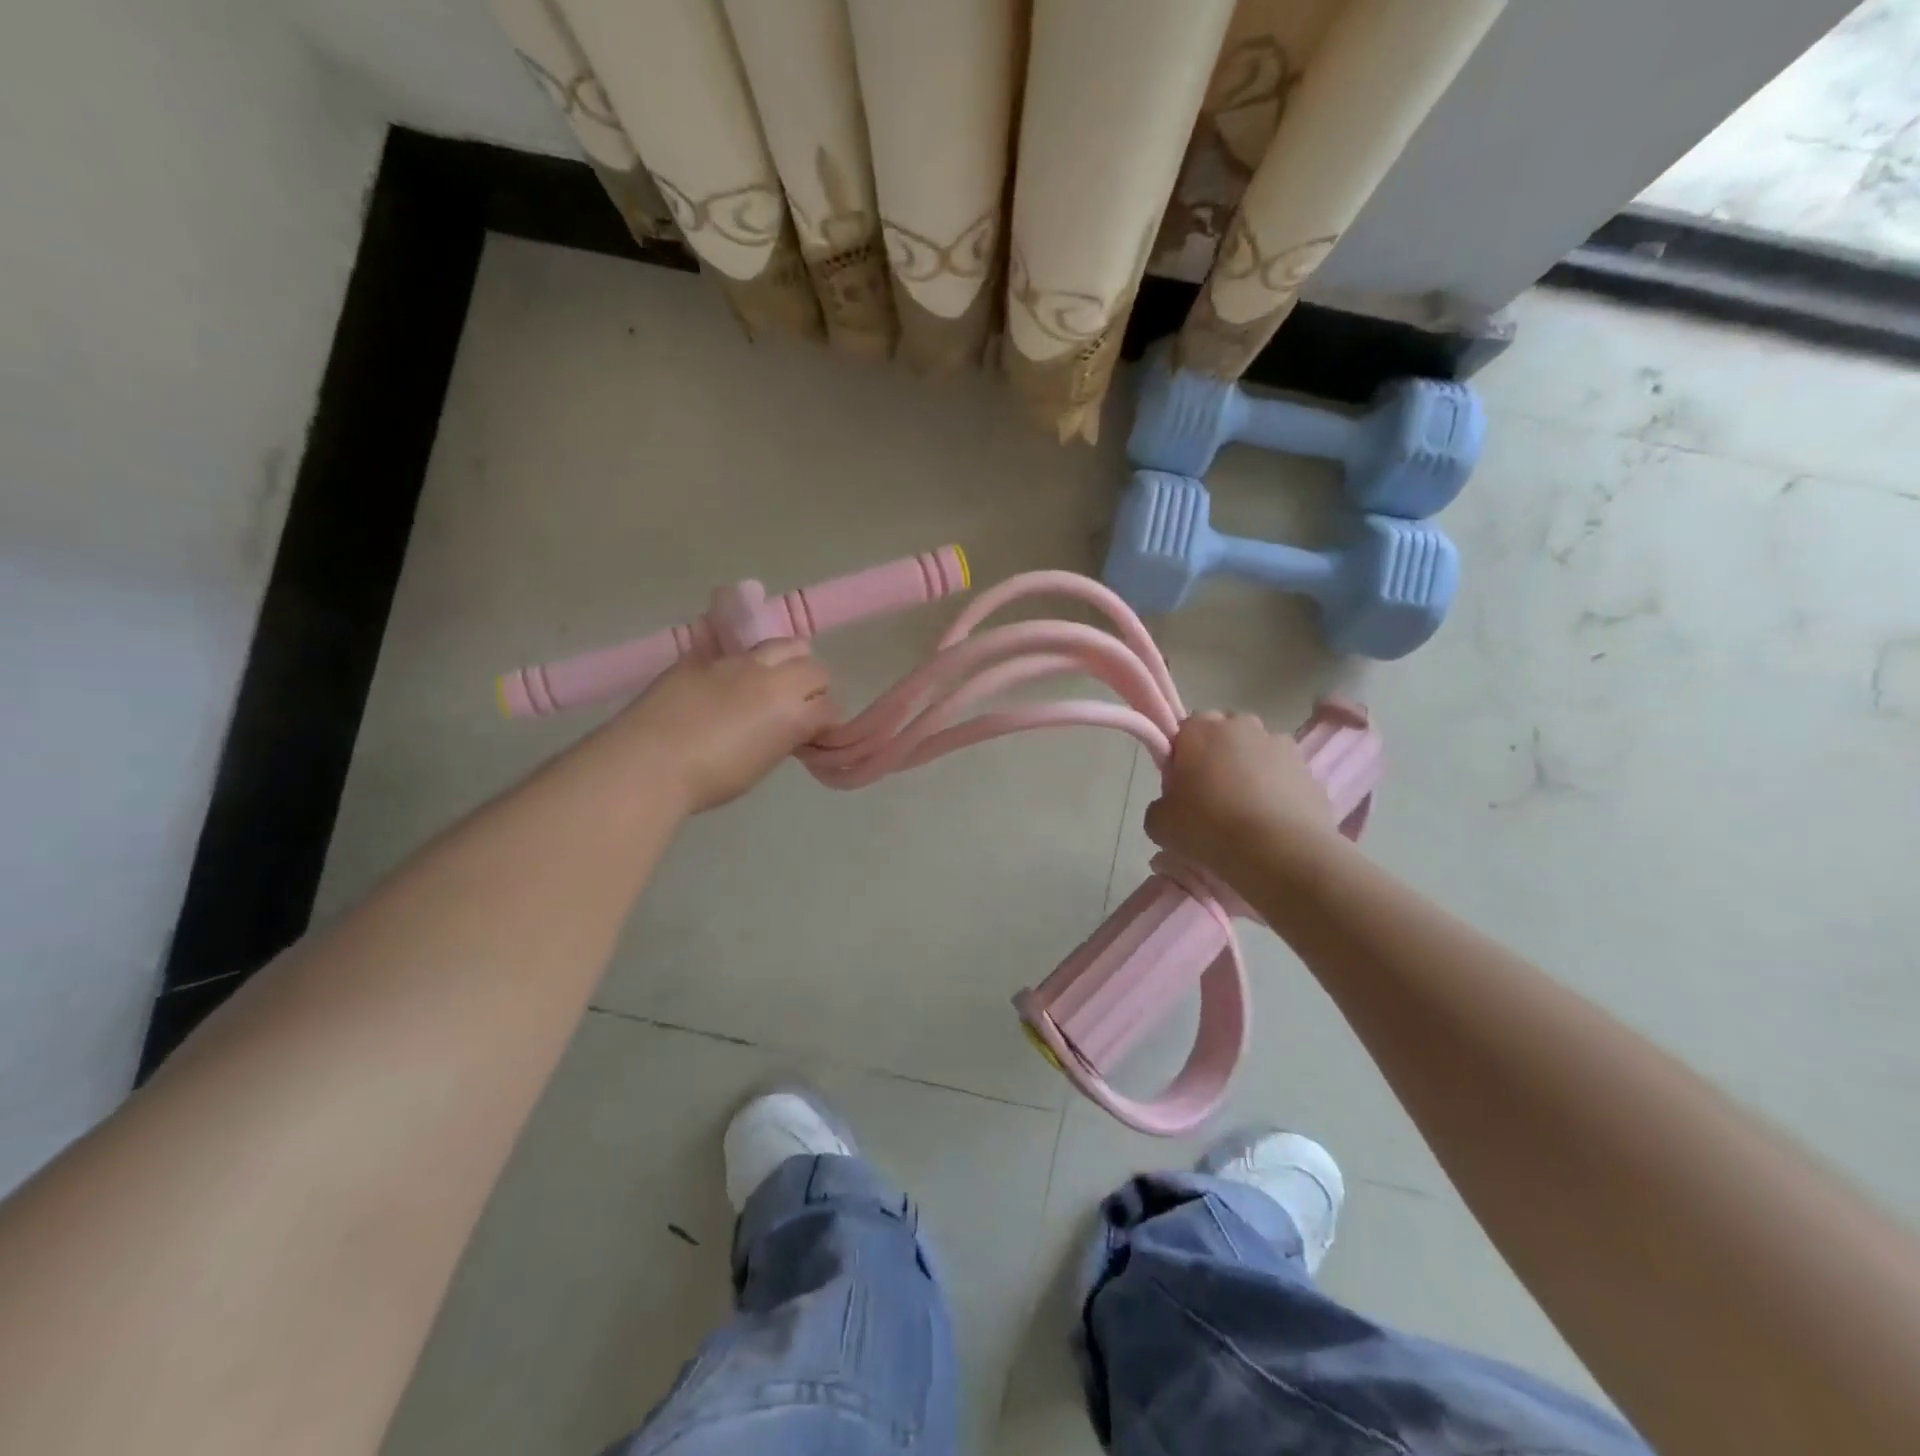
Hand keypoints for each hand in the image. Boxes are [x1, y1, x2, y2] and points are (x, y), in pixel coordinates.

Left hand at [614, 641, 837, 812]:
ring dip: (785, 663)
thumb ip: (783, 737)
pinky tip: (728, 685)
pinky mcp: (704, 656)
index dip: (825, 723)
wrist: (647, 763)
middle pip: (814, 668)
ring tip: (769, 684)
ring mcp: (737, 661)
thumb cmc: (709, 780)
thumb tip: (788, 728)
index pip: (829, 707)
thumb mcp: (761, 764)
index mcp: (791, 712)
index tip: (814, 736)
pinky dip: (744, 665)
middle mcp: (772, 678)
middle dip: (813, 687)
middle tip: (797, 708)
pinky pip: (737, 651)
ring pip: (781, 645)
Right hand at [1145, 711, 1340, 878]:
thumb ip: (1161, 805)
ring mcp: (1281, 745)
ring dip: (1250, 771)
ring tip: (1246, 812)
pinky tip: (1271, 822)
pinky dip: (1277, 790)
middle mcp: (1242, 726)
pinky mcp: (1309, 770)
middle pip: (1224, 734)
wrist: (1280, 853)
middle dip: (1217, 756)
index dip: (1181, 757)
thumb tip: (1173, 807)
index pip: (1185, 730)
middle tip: (1211, 797)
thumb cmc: (1209, 828)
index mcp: (1200, 730)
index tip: (1181, 787)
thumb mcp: (1159, 823)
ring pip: (1257, 752)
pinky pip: (1283, 775)